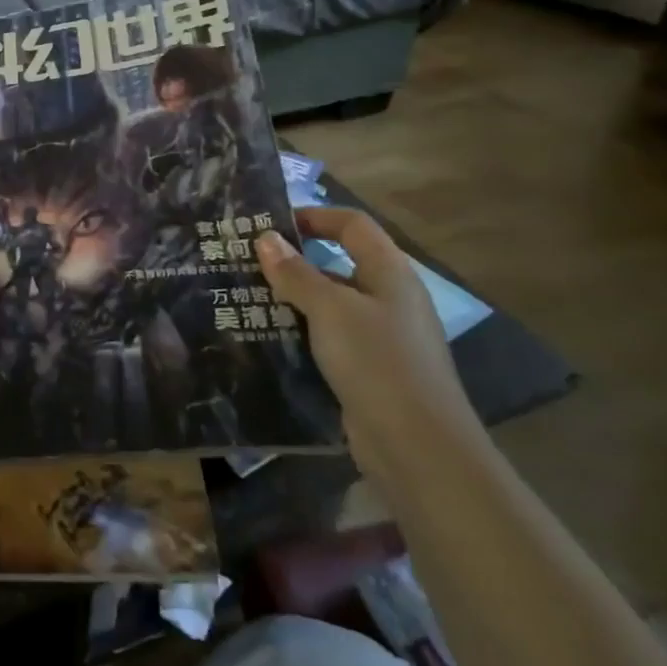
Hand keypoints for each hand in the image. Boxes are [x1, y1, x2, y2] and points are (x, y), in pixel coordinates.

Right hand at [256, 208, 481, 478]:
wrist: (419, 448)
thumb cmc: (377, 362)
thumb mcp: (330, 310)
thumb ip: (296, 273)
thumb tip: (265, 238)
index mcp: (390, 273)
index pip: (353, 225)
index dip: (314, 216)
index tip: (271, 224)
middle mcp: (389, 299)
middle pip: (340, 264)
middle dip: (295, 261)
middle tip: (247, 262)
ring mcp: (382, 338)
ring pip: (331, 305)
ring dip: (293, 299)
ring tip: (247, 298)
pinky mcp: (370, 371)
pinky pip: (330, 339)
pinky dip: (302, 333)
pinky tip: (269, 338)